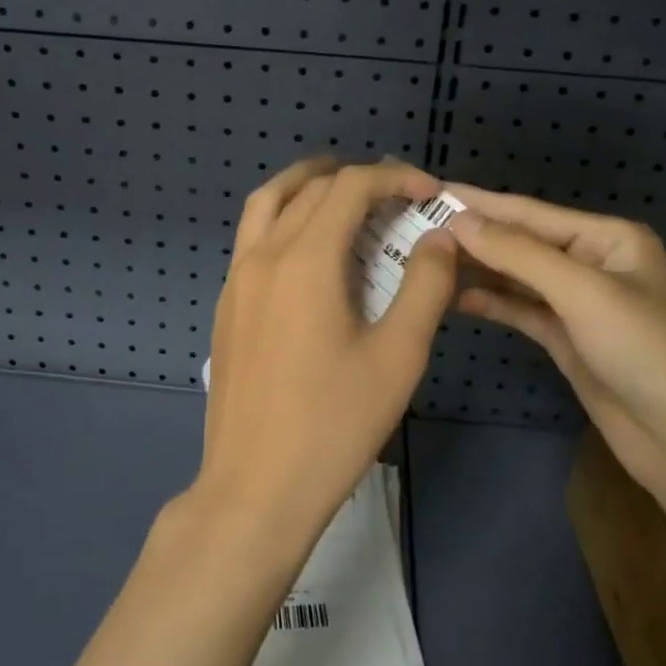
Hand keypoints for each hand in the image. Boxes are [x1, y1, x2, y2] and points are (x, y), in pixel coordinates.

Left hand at [199, 158, 458, 551]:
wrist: (256, 488)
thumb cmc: (334, 424)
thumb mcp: (397, 356)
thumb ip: (425, 287)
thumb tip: (439, 239)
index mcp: (305, 259)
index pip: (350, 186)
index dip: (393, 177)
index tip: (429, 192)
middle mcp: (264, 254)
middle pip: (309, 186)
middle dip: (356, 178)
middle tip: (397, 195)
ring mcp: (237, 278)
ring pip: (268, 201)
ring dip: (308, 183)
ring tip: (345, 194)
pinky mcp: (226, 303)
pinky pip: (253, 234)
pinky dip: (283, 215)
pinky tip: (309, 249)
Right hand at [446, 186, 665, 503]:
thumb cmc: (646, 351)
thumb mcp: (583, 292)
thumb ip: (518, 254)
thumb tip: (458, 220)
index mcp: (608, 238)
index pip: (531, 212)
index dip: (481, 203)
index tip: (431, 192)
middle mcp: (592, 263)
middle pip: (522, 242)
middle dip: (475, 236)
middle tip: (416, 229)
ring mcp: (578, 303)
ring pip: (517, 276)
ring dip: (478, 268)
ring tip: (425, 259)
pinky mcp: (567, 339)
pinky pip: (520, 310)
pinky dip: (491, 302)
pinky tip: (454, 296)